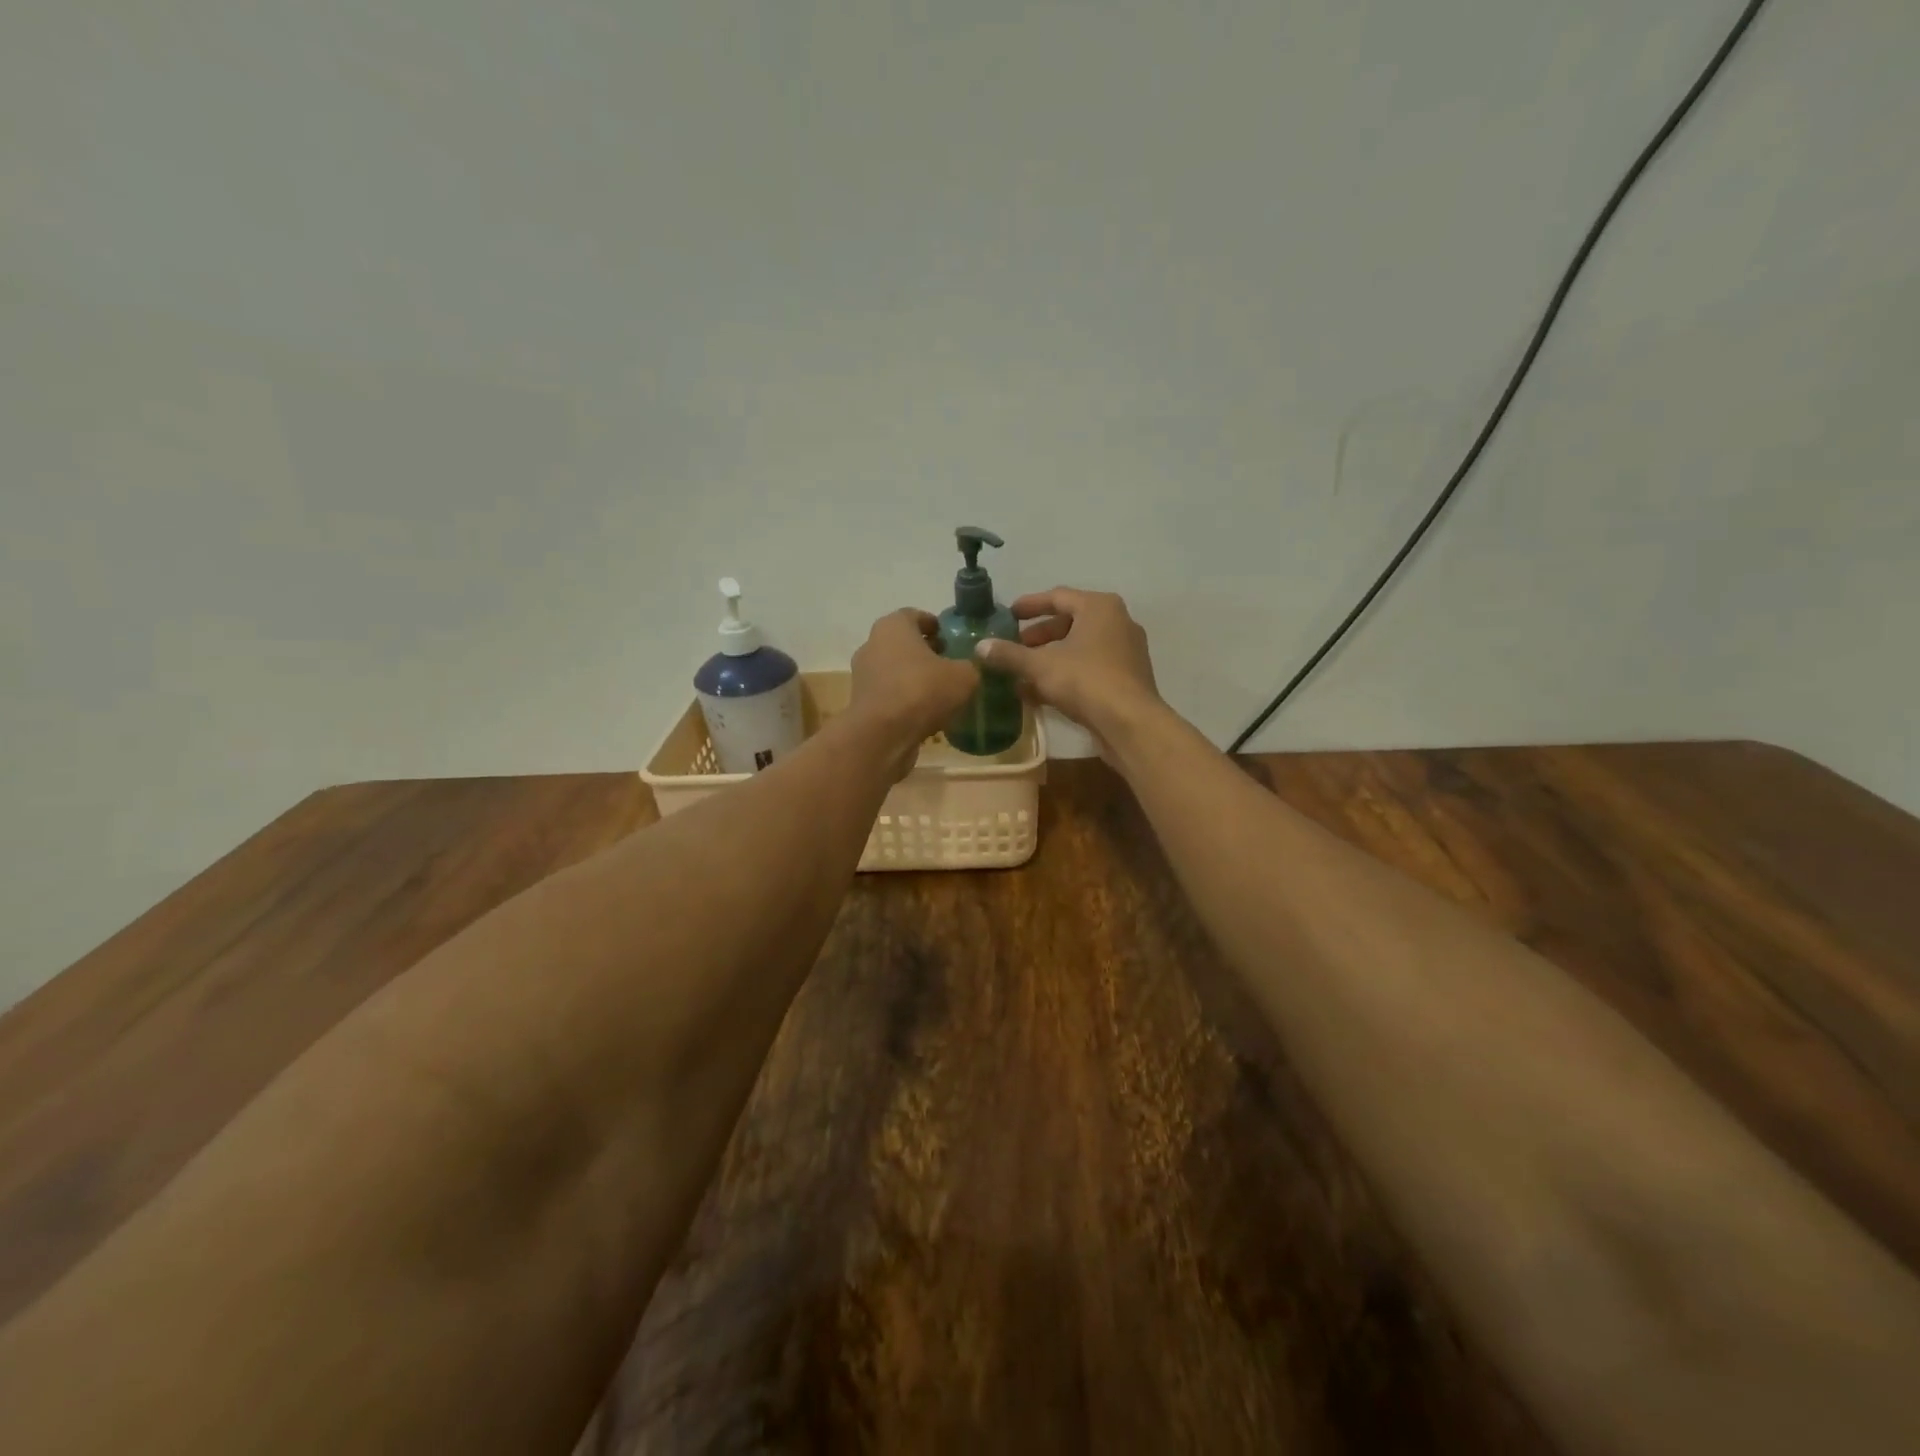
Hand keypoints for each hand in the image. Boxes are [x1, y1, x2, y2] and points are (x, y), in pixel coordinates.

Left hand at [849, 609, 978, 766]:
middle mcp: (872, 645)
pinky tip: (926, 714)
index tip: (951, 638)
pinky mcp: (862, 704)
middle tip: (950, 664)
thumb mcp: (964, 676)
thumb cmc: (922, 691)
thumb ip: (971, 666)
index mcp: (893, 626)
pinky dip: (905, 700)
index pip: (914, 615)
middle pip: (903, 643)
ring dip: (915, 678)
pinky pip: (890, 695)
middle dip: (925, 652)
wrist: (882, 736)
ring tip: (941, 692)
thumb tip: (970, 668)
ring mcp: (863, 675)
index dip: (935, 626)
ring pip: (895, 670)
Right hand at [975, 588, 1163, 752]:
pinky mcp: (1126, 678)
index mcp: (1099, 607)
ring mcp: (1125, 651)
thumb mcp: (1040, 666)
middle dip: (1038, 637)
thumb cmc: (1086, 681)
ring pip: (1079, 648)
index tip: (1007, 615)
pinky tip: (1039, 694)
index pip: (1058, 597)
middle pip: (1070, 623)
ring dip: (1049, 659)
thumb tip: (979, 646)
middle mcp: (1117, 622)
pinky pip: (1089, 668)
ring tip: (1021, 673)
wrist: (1130, 723)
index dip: (1029, 606)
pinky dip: (1065, 675)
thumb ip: (1009, 655)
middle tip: (1013, 648)